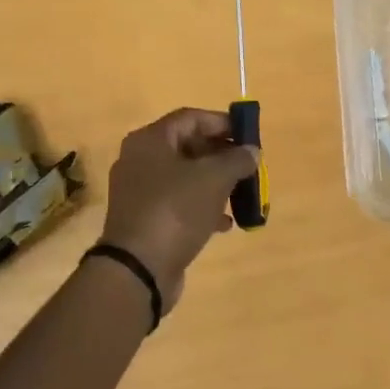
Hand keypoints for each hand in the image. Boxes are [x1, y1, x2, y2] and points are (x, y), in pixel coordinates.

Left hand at [99, 108, 258, 314]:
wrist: (138, 270)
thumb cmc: (175, 210)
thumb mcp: (214, 179)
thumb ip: (237, 159)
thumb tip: (251, 151)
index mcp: (150, 141)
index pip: (190, 118)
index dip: (221, 123)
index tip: (248, 135)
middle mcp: (140, 161)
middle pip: (187, 146)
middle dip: (221, 155)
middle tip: (247, 165)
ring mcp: (140, 192)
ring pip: (185, 177)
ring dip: (215, 183)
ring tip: (241, 193)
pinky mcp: (145, 220)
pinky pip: (179, 204)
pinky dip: (202, 207)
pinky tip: (225, 222)